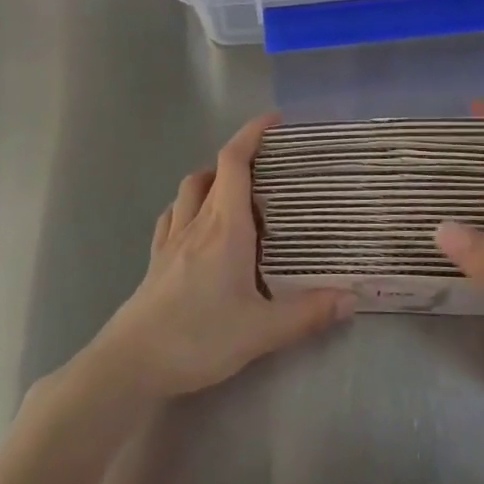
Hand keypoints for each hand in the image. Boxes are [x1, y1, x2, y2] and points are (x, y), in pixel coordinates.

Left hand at [82, 113, 354, 400]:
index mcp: (225, 226)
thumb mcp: (261, 331)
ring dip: (211, 177)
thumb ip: (307, 313)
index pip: (235, 162)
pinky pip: (172, 215)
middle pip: (214, 170)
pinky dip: (187, 205)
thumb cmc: (198, 337)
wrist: (131, 363)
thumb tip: (351, 297)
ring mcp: (172, 239)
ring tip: (235, 190)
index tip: (275, 120)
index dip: (252, 133)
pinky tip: (197, 223)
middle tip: (268, 165)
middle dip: (240, 156)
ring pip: (189, 189)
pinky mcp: (156, 259)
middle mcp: (197, 222)